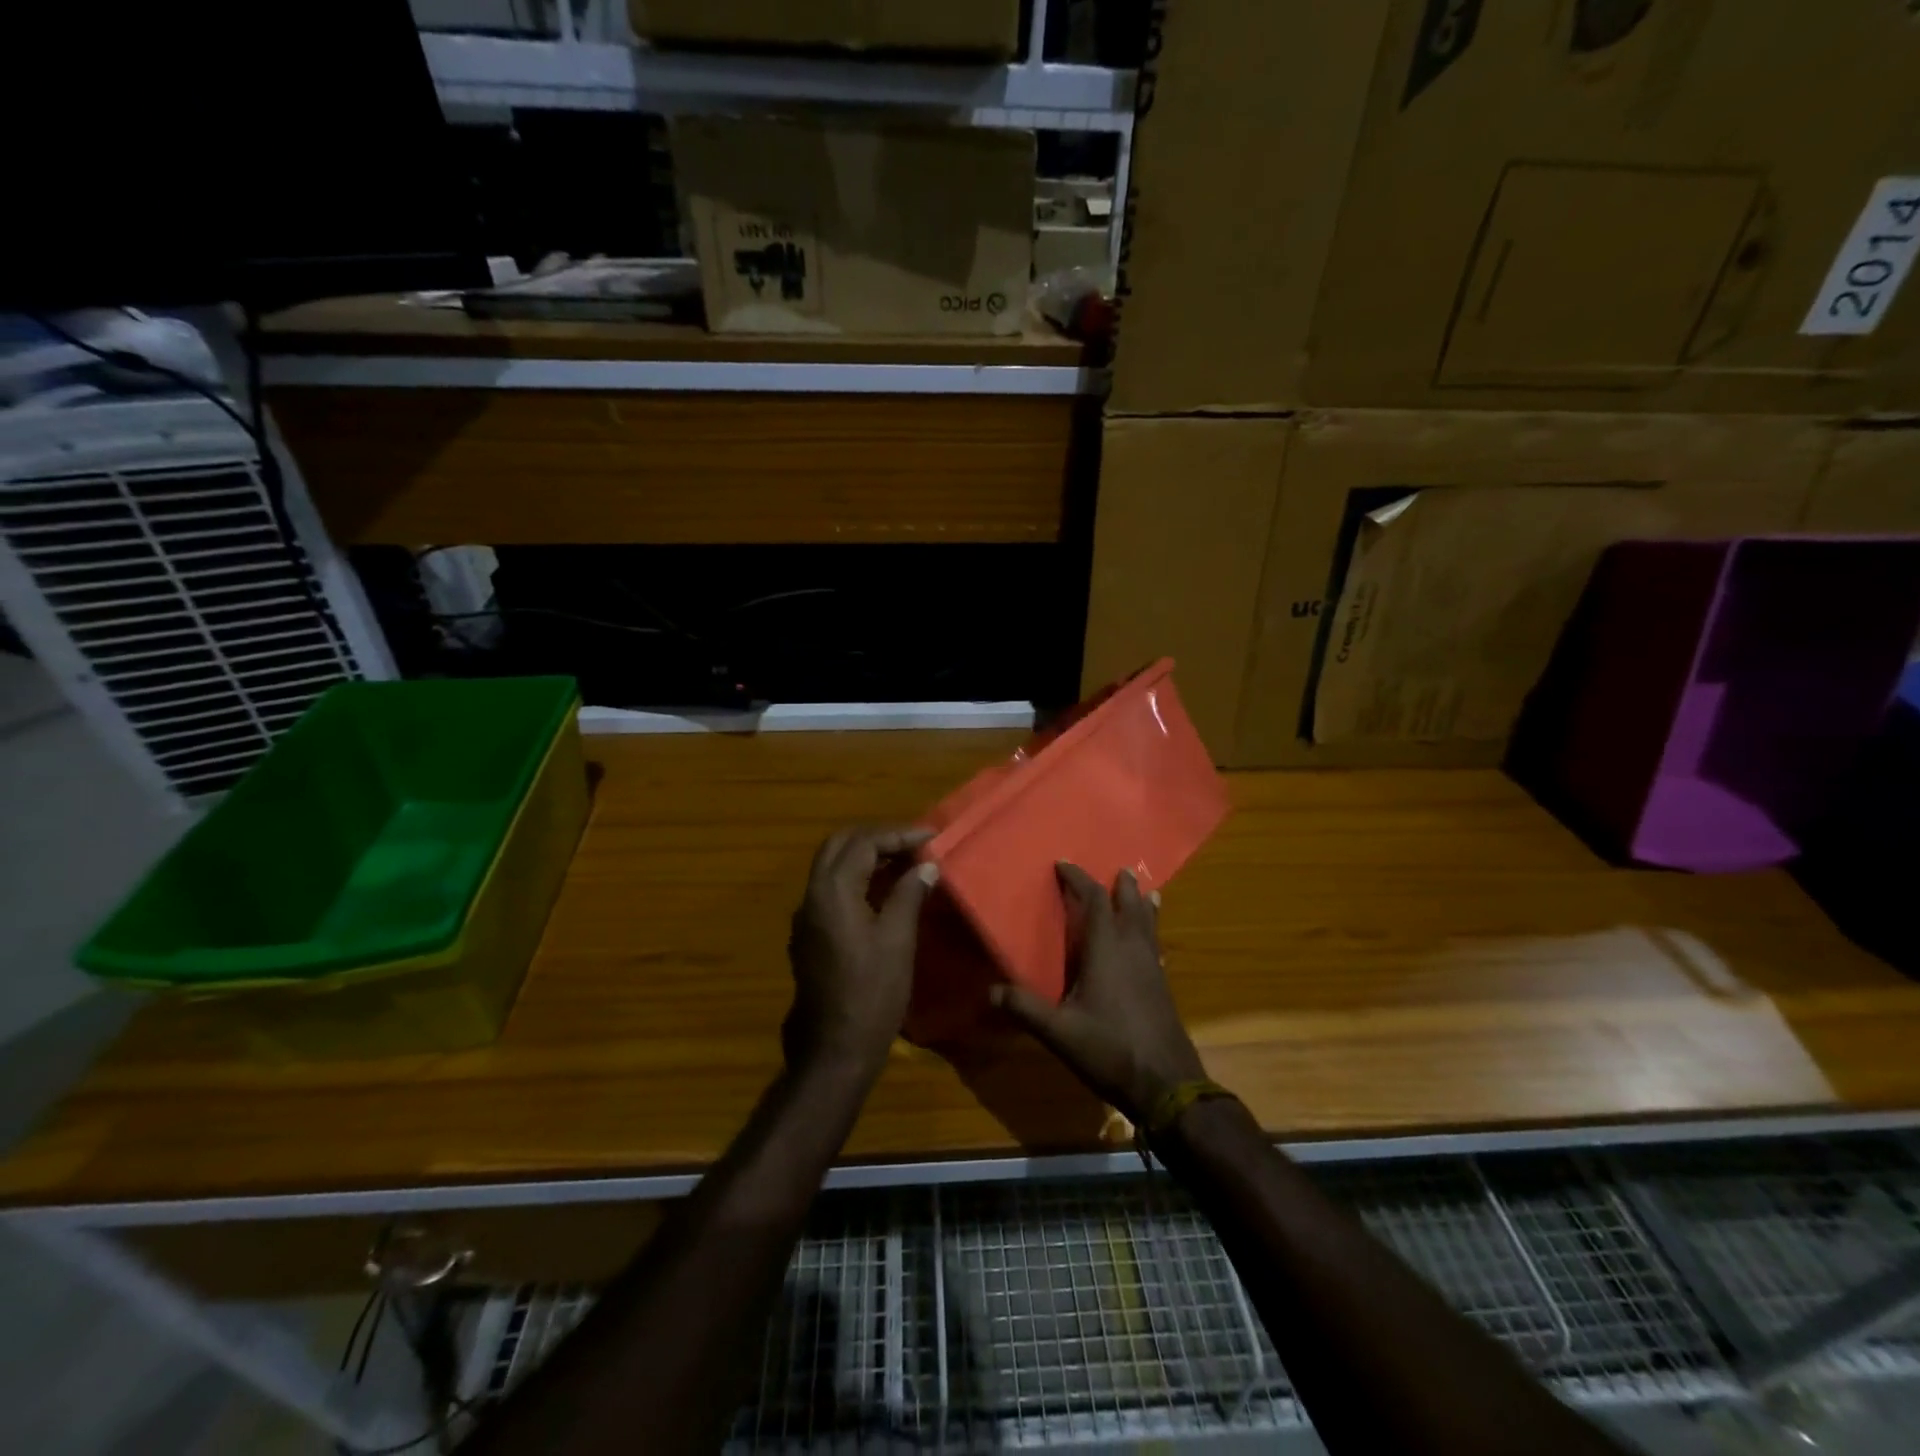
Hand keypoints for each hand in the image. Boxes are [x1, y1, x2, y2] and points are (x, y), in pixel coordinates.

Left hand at [784, 826, 938, 1079]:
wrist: (834, 1048)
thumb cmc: (872, 993)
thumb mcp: (898, 940)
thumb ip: (909, 894)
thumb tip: (926, 866)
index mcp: (832, 891)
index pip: (864, 843)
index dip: (898, 834)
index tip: (931, 837)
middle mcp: (812, 895)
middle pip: (839, 845)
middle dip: (876, 837)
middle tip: (912, 844)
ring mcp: (806, 916)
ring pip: (831, 865)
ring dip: (864, 856)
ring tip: (904, 862)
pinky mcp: (808, 934)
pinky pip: (830, 888)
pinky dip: (854, 877)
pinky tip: (882, 891)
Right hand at [991, 863, 1205, 1119]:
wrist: (1167, 1084)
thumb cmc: (1110, 1049)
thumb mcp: (1059, 1032)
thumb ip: (1026, 1008)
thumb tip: (990, 990)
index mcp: (1106, 950)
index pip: (1094, 901)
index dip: (1079, 880)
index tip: (1063, 865)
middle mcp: (1132, 950)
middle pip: (1130, 906)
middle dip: (1121, 886)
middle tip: (1117, 870)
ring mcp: (1152, 967)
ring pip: (1149, 924)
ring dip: (1142, 905)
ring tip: (1143, 892)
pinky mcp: (1162, 986)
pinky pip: (1155, 945)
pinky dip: (1151, 931)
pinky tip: (1150, 944)